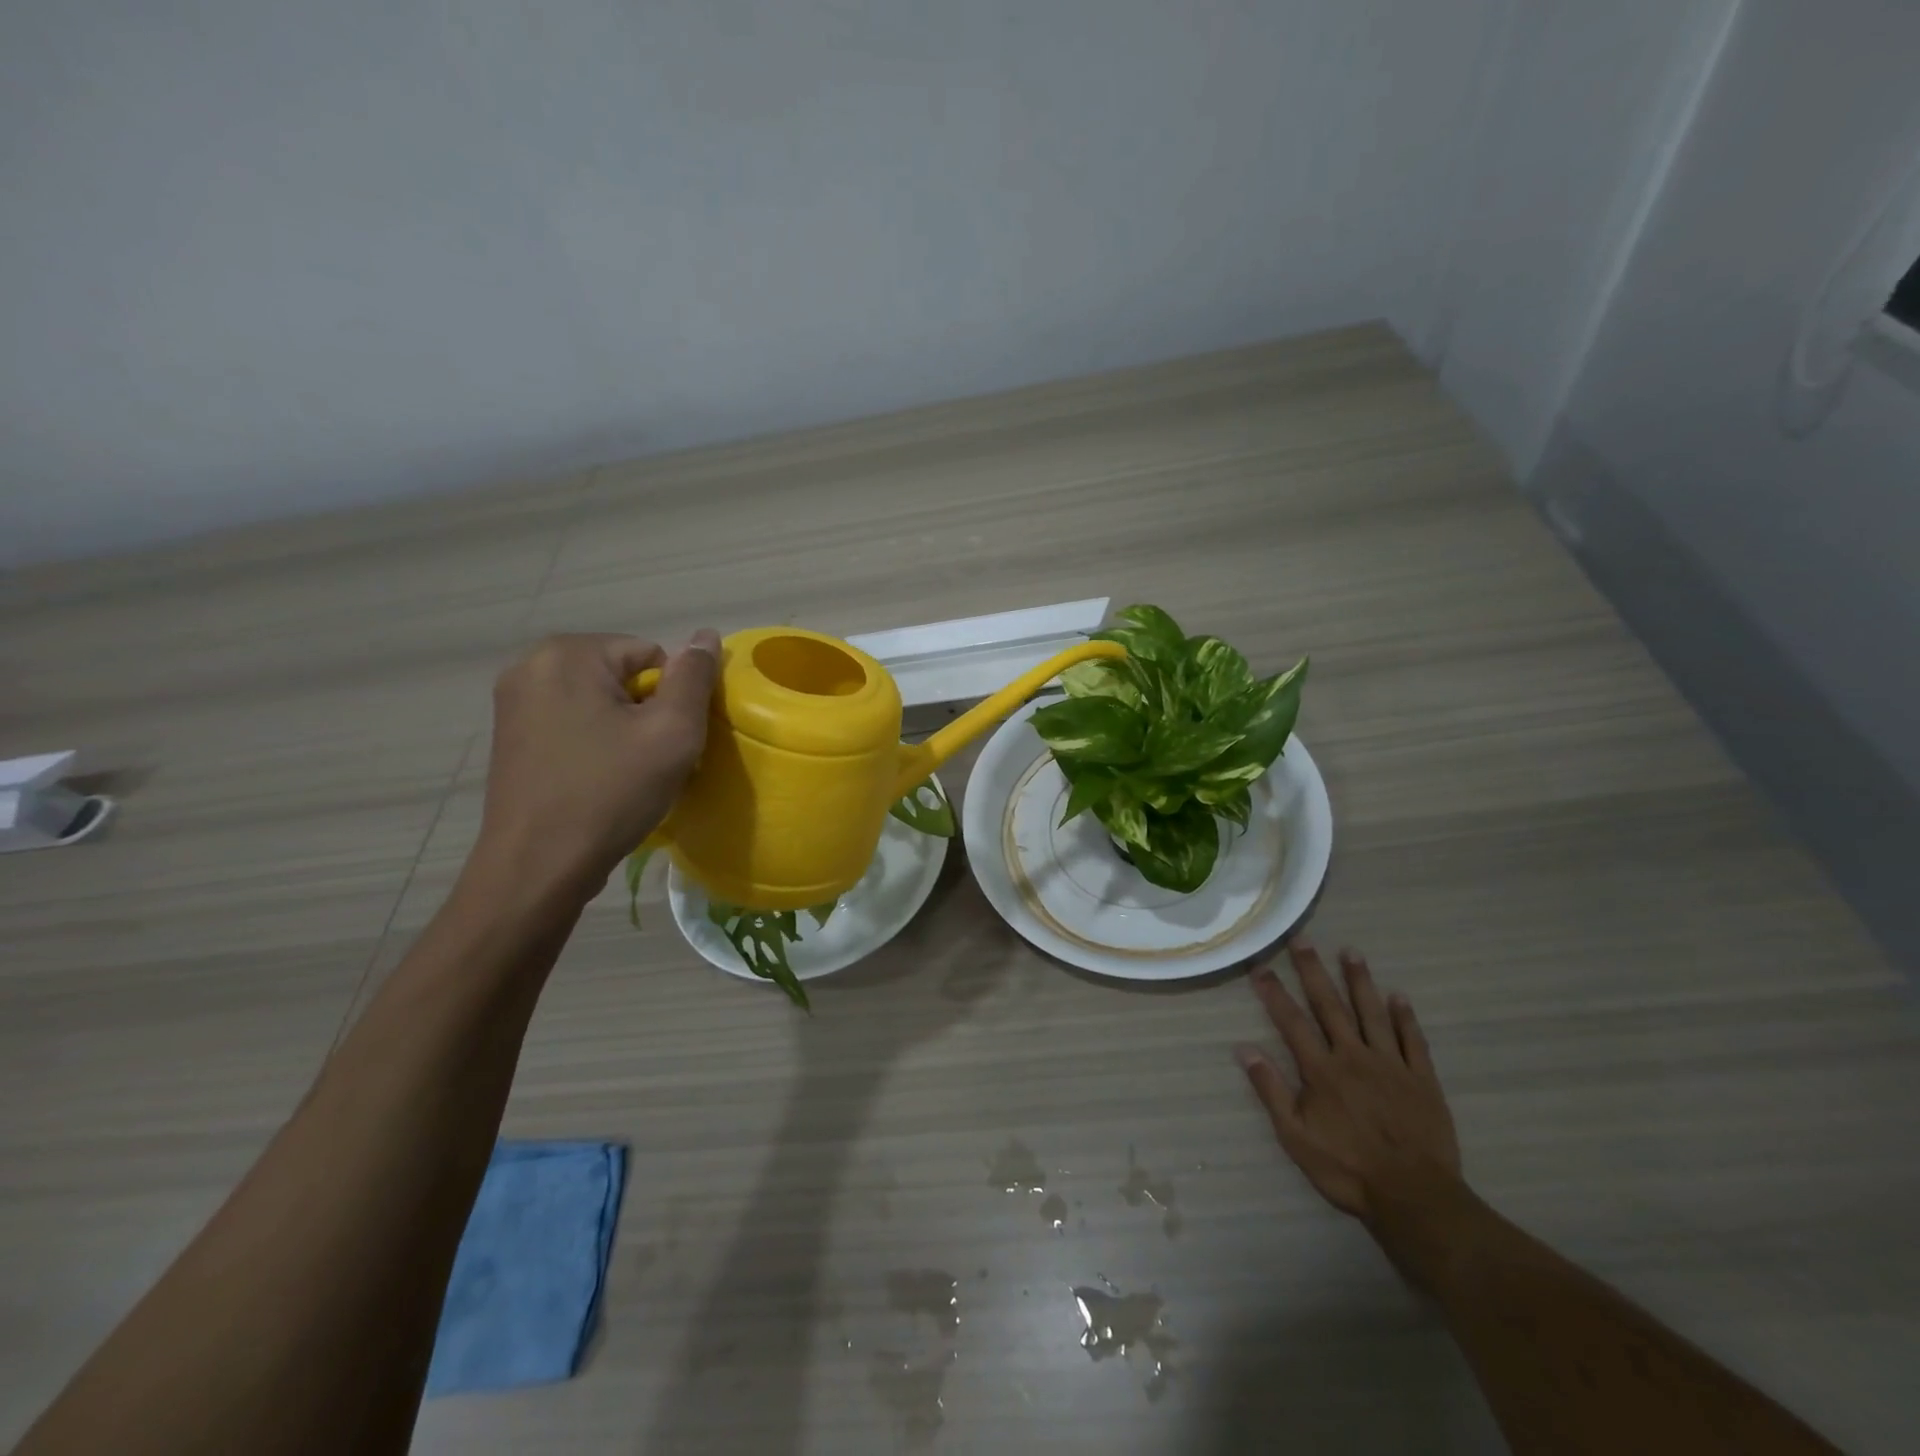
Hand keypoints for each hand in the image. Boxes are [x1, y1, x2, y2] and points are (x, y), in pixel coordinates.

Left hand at [476, 631, 719, 896]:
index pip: (651, 655)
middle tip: (648, 760)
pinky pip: (572, 722)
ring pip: (598, 701)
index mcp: (567, 653)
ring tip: (624, 773)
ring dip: (621, 729)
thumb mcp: (672, 732)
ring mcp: (513, 702)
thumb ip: (694, 678)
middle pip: (622, 675)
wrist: (538, 867)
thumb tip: (706, 634)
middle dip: (644, 712)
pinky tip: (596, 779)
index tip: (664, 742)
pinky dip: (594, 743)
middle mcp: (530, 666)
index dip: (671, 699)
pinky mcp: (509, 736)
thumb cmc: (610, 793)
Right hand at [1235, 940, 1462, 1221]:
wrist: (1416, 1198)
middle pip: (1331, 1006)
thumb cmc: (1347, 1169)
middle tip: (1303, 940)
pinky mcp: (1423, 1080)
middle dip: (1314, 971)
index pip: (1291, 1022)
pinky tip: (1399, 996)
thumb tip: (1243, 1048)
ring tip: (1351, 951)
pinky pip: (1413, 1041)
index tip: (1260, 967)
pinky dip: (1406, 1017)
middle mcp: (1354, 1057)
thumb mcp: (1295, 1136)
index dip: (1274, 993)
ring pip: (1373, 1013)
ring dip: (1360, 981)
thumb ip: (1270, 1090)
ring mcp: (1392, 1066)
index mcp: (1321, 1070)